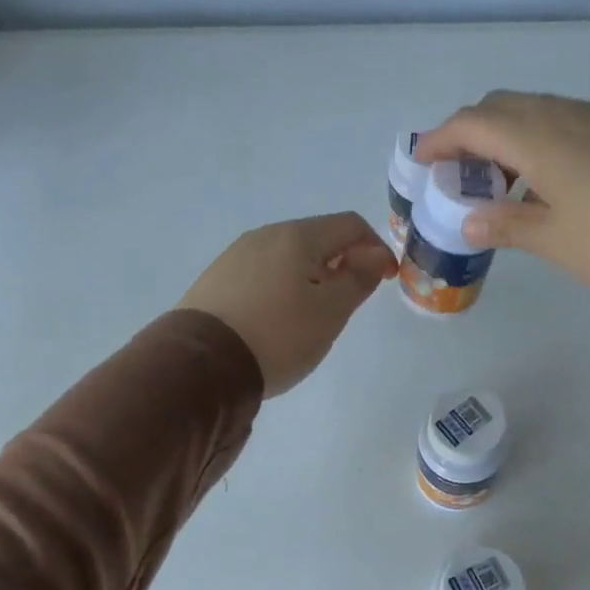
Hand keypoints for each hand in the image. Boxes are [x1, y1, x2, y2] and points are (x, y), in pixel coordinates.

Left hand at [178, 213, 396, 396]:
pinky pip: (262, 275)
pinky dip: (283, 289)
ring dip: (312, 278)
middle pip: (317, 239)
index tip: (386, 281)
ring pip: (288, 258)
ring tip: (313, 316)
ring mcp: (235, 256)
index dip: (376, 249)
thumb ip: (358, 279)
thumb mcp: (331, 312)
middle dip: (342, 263)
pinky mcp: (216, 280)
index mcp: (297, 236)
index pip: (351, 225)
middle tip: (349, 303)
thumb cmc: (279, 335)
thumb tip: (375, 254)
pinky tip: (278, 321)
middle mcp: (264, 236)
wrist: (203, 364)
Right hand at [413, 92, 589, 306]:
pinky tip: (546, 180)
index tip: (422, 162)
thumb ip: (506, 225)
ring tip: (499, 180)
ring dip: (506, 135)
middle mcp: (564, 116)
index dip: (440, 139)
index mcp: (537, 138)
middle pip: (502, 107)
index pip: (473, 123)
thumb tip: (470, 220)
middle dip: (470, 132)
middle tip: (459, 172)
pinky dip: (538, 141)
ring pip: (536, 111)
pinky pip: (564, 123)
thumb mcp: (552, 239)